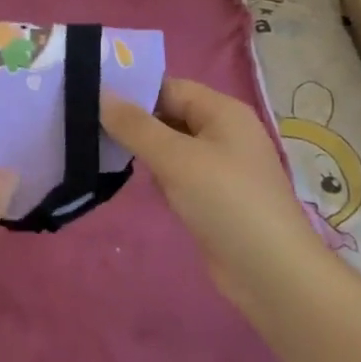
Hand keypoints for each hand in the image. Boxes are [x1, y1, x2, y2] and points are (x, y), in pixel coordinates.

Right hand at [101, 79, 318, 300]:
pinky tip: (133, 183)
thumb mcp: (175, 158)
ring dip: (143, 151)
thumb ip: (135, 126)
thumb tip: (100, 93)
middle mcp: (224, 133)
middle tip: (88, 126)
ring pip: (172, 147)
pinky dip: (158, 177)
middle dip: (134, 122)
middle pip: (170, 115)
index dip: (133, 91)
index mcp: (223, 112)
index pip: (170, 87)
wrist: (272, 274)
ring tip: (100, 151)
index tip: (91, 99)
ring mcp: (221, 167)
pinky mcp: (215, 198)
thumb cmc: (226, 203)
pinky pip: (178, 174)